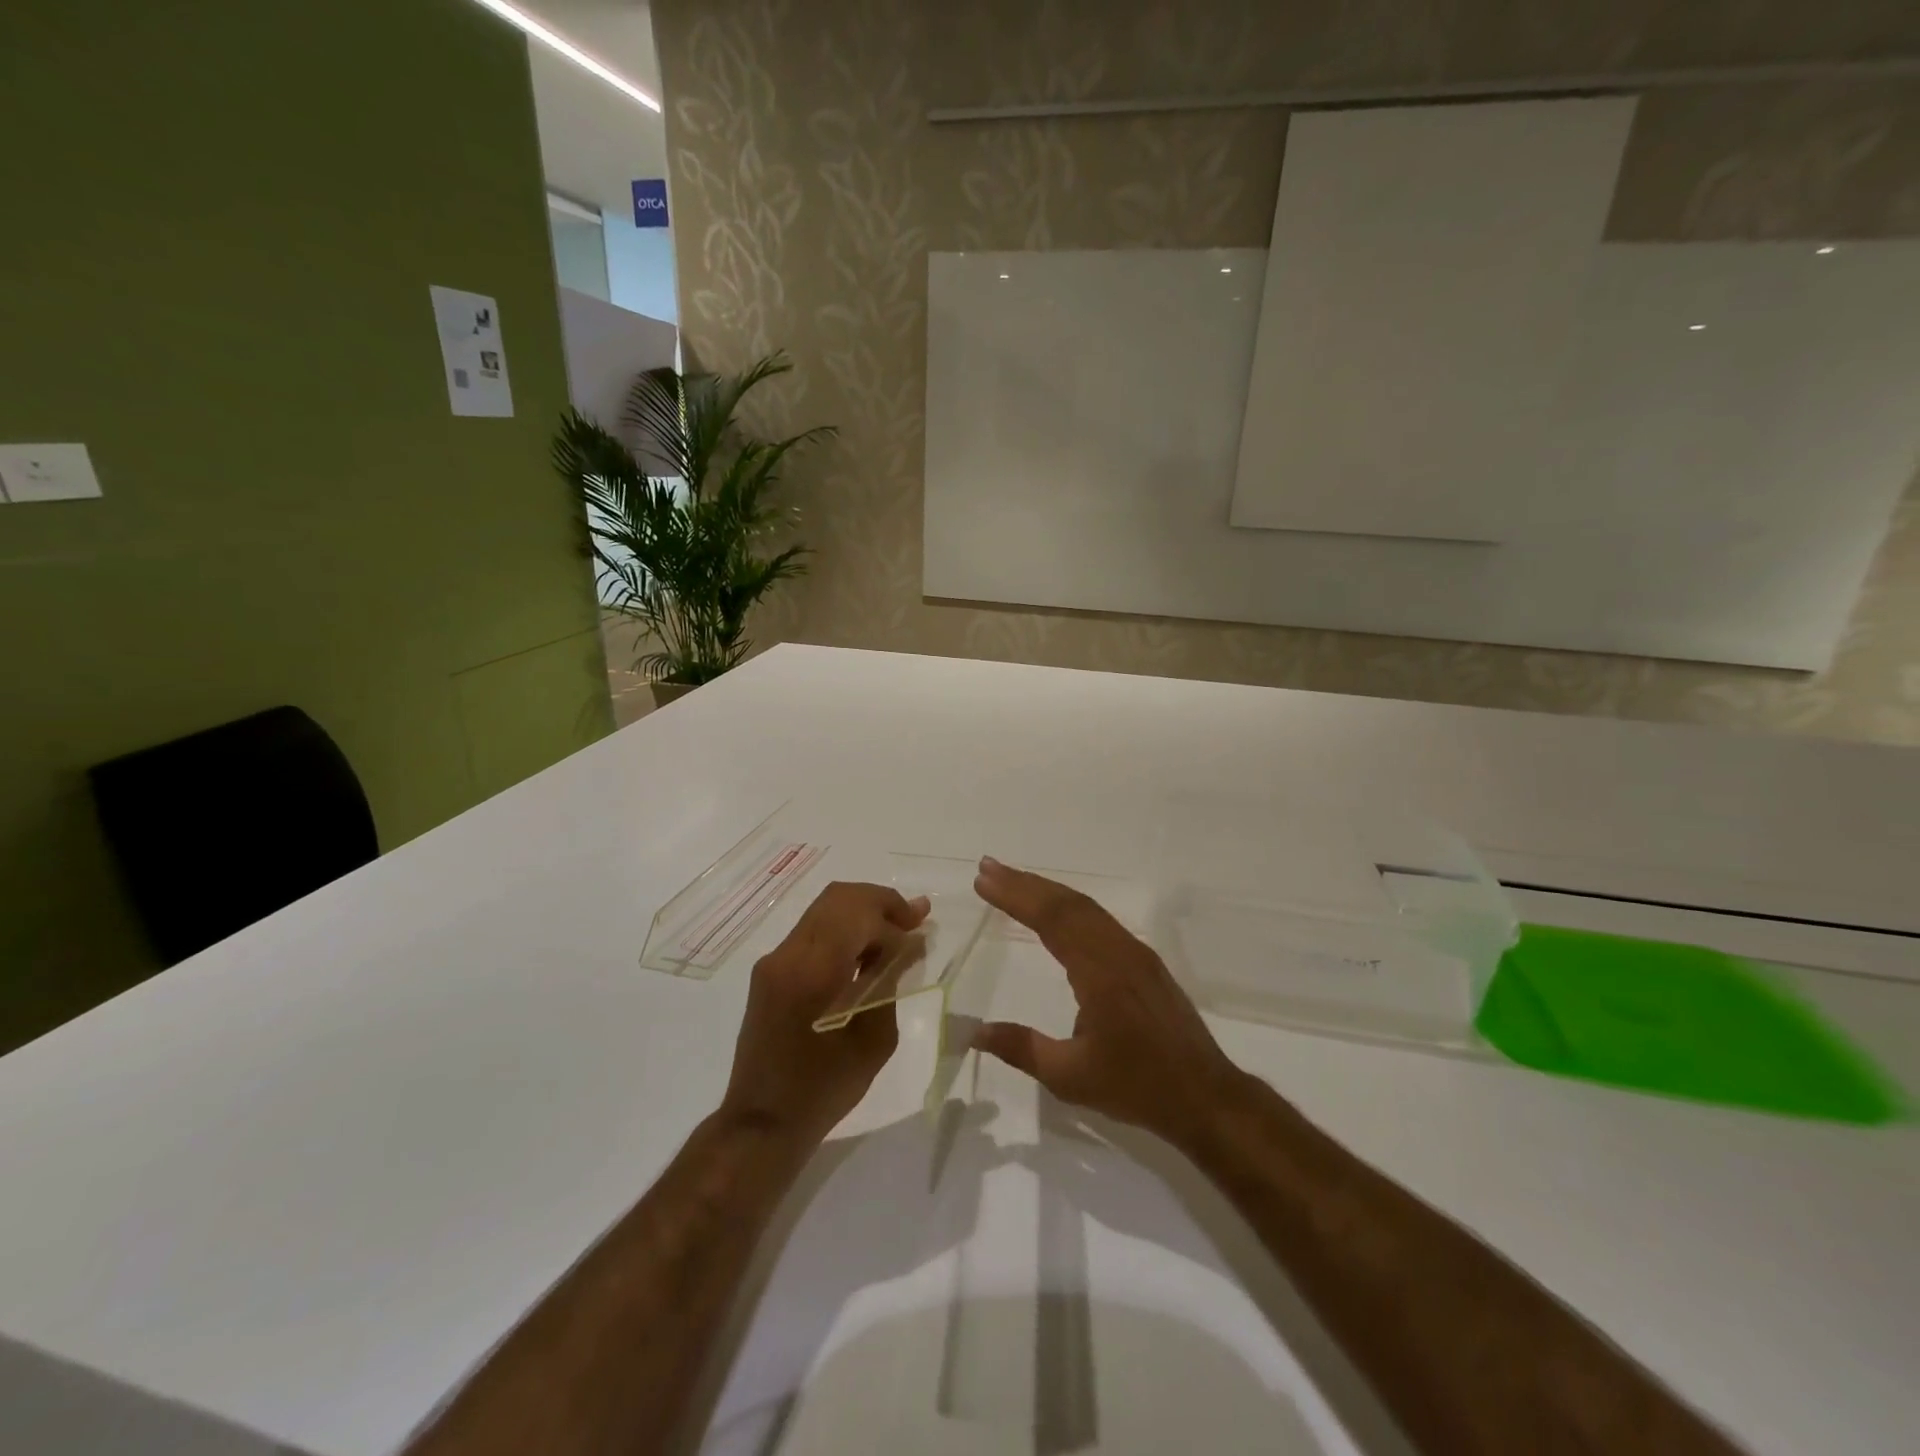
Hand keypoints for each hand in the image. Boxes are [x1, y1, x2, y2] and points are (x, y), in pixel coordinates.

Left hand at [719, 881, 930, 1146]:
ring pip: (825, 909)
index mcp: (813, 971)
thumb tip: (906, 945)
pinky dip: (844, 930)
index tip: (922, 931)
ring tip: (896, 933)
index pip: (858, 913)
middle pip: (839, 897)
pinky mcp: (770, 970)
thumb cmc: (824, 1089)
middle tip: (913, 919)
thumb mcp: (873, 1039)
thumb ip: (889, 982)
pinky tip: (867, 951)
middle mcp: (788, 954)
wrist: (762, 1122)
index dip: (895, 916)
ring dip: (863, 913)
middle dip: (880, 902)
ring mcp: (774, 959)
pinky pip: (813, 931)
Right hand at [971, 857, 1247, 1151]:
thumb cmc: (1138, 1087)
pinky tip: (1054, 910)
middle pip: (1068, 904)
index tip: (983, 880)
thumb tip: (975, 1031)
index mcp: (1101, 973)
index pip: (1052, 920)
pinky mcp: (1144, 961)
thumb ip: (1021, 1048)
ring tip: (1010, 880)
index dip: (1015, 896)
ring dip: (1046, 890)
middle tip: (987, 867)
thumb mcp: (1070, 1077)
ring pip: (1086, 908)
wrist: (1206, 1097)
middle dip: (1025, 882)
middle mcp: (1119, 951)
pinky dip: (1069, 905)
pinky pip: (1100, 920)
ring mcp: (1135, 952)